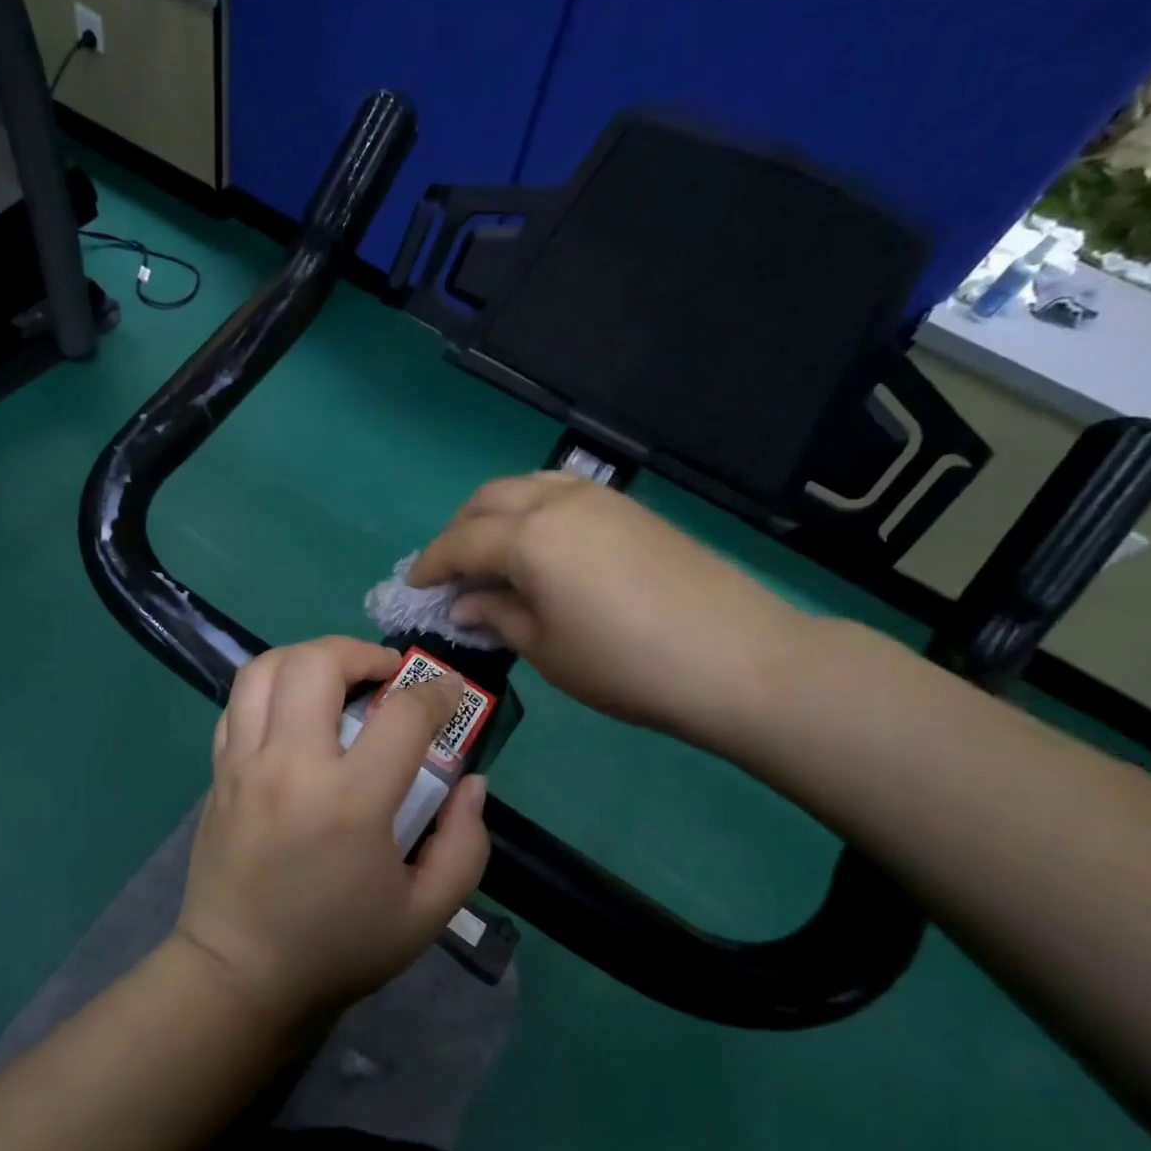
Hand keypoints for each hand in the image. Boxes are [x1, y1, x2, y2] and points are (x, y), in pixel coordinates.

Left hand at [174, 637, 490, 1022]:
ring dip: (309, 656)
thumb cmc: (339, 947)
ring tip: (337, 677)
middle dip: (361, 652)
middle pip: (318, 663)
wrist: (240, 976)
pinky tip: (295, 710)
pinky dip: (271, 687)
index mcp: (349, 803)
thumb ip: (465, 843)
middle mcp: (290, 767)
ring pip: (265, 668)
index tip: (448, 694)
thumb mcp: (427, 913)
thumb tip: (470, 782)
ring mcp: (244, 764)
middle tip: (386, 674)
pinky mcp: (218, 772)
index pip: (403, 714)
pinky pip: (238, 702)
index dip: (437, 692)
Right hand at [410, 473, 812, 752]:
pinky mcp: (631, 510)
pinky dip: (533, 511)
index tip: (414, 587)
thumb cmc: (624, 664)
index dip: (432, 564)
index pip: (461, 542)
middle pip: (489, 500)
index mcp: (528, 537)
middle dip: (459, 530)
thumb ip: (497, 616)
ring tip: (491, 553)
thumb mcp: (546, 650)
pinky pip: (562, 493)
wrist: (736, 658)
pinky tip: (541, 547)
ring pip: (526, 486)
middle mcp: (557, 501)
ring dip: (496, 514)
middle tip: (450, 570)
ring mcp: (600, 499)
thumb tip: (465, 604)